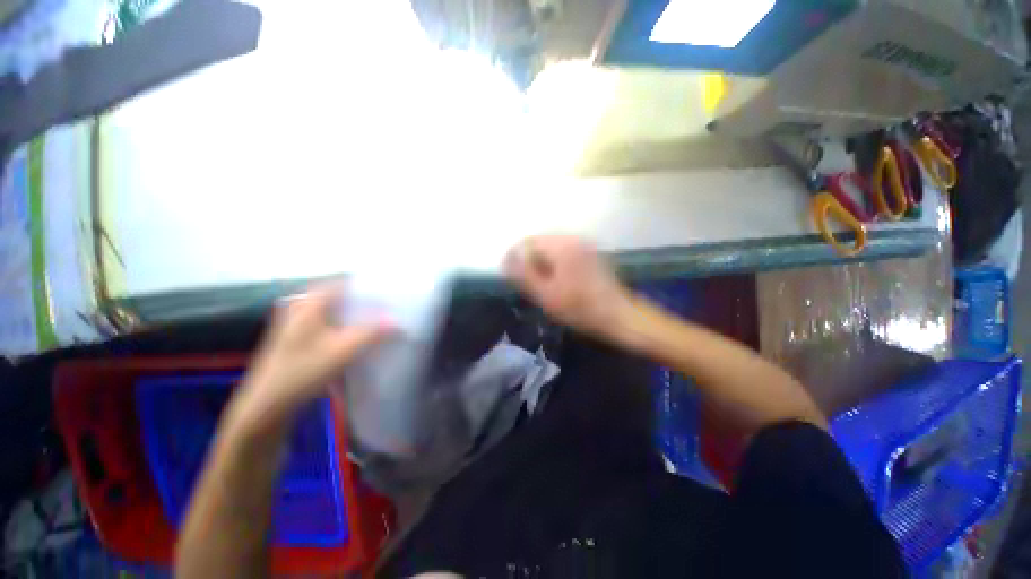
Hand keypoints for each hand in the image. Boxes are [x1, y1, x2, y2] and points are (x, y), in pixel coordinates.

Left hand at [228, 284, 393, 434]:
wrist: (267, 405)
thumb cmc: (303, 371)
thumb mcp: (343, 350)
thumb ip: (373, 333)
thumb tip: (397, 322)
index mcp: (309, 303)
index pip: (343, 282)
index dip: (366, 285)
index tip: (388, 291)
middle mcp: (300, 307)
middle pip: (338, 296)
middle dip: (363, 301)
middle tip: (386, 306)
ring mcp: (296, 324)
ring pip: (332, 311)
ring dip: (354, 314)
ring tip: (377, 319)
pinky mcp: (297, 339)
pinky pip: (326, 324)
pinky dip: (344, 326)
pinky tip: (357, 336)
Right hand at [504, 235, 632, 337]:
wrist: (617, 315)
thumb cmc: (579, 308)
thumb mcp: (546, 295)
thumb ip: (523, 275)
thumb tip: (506, 261)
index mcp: (561, 246)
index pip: (527, 243)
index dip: (514, 257)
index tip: (509, 275)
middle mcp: (572, 238)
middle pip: (539, 243)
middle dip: (528, 260)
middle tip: (525, 282)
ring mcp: (582, 244)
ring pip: (550, 248)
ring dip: (540, 262)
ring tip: (539, 283)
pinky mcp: (588, 252)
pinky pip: (562, 252)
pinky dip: (553, 263)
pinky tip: (555, 280)